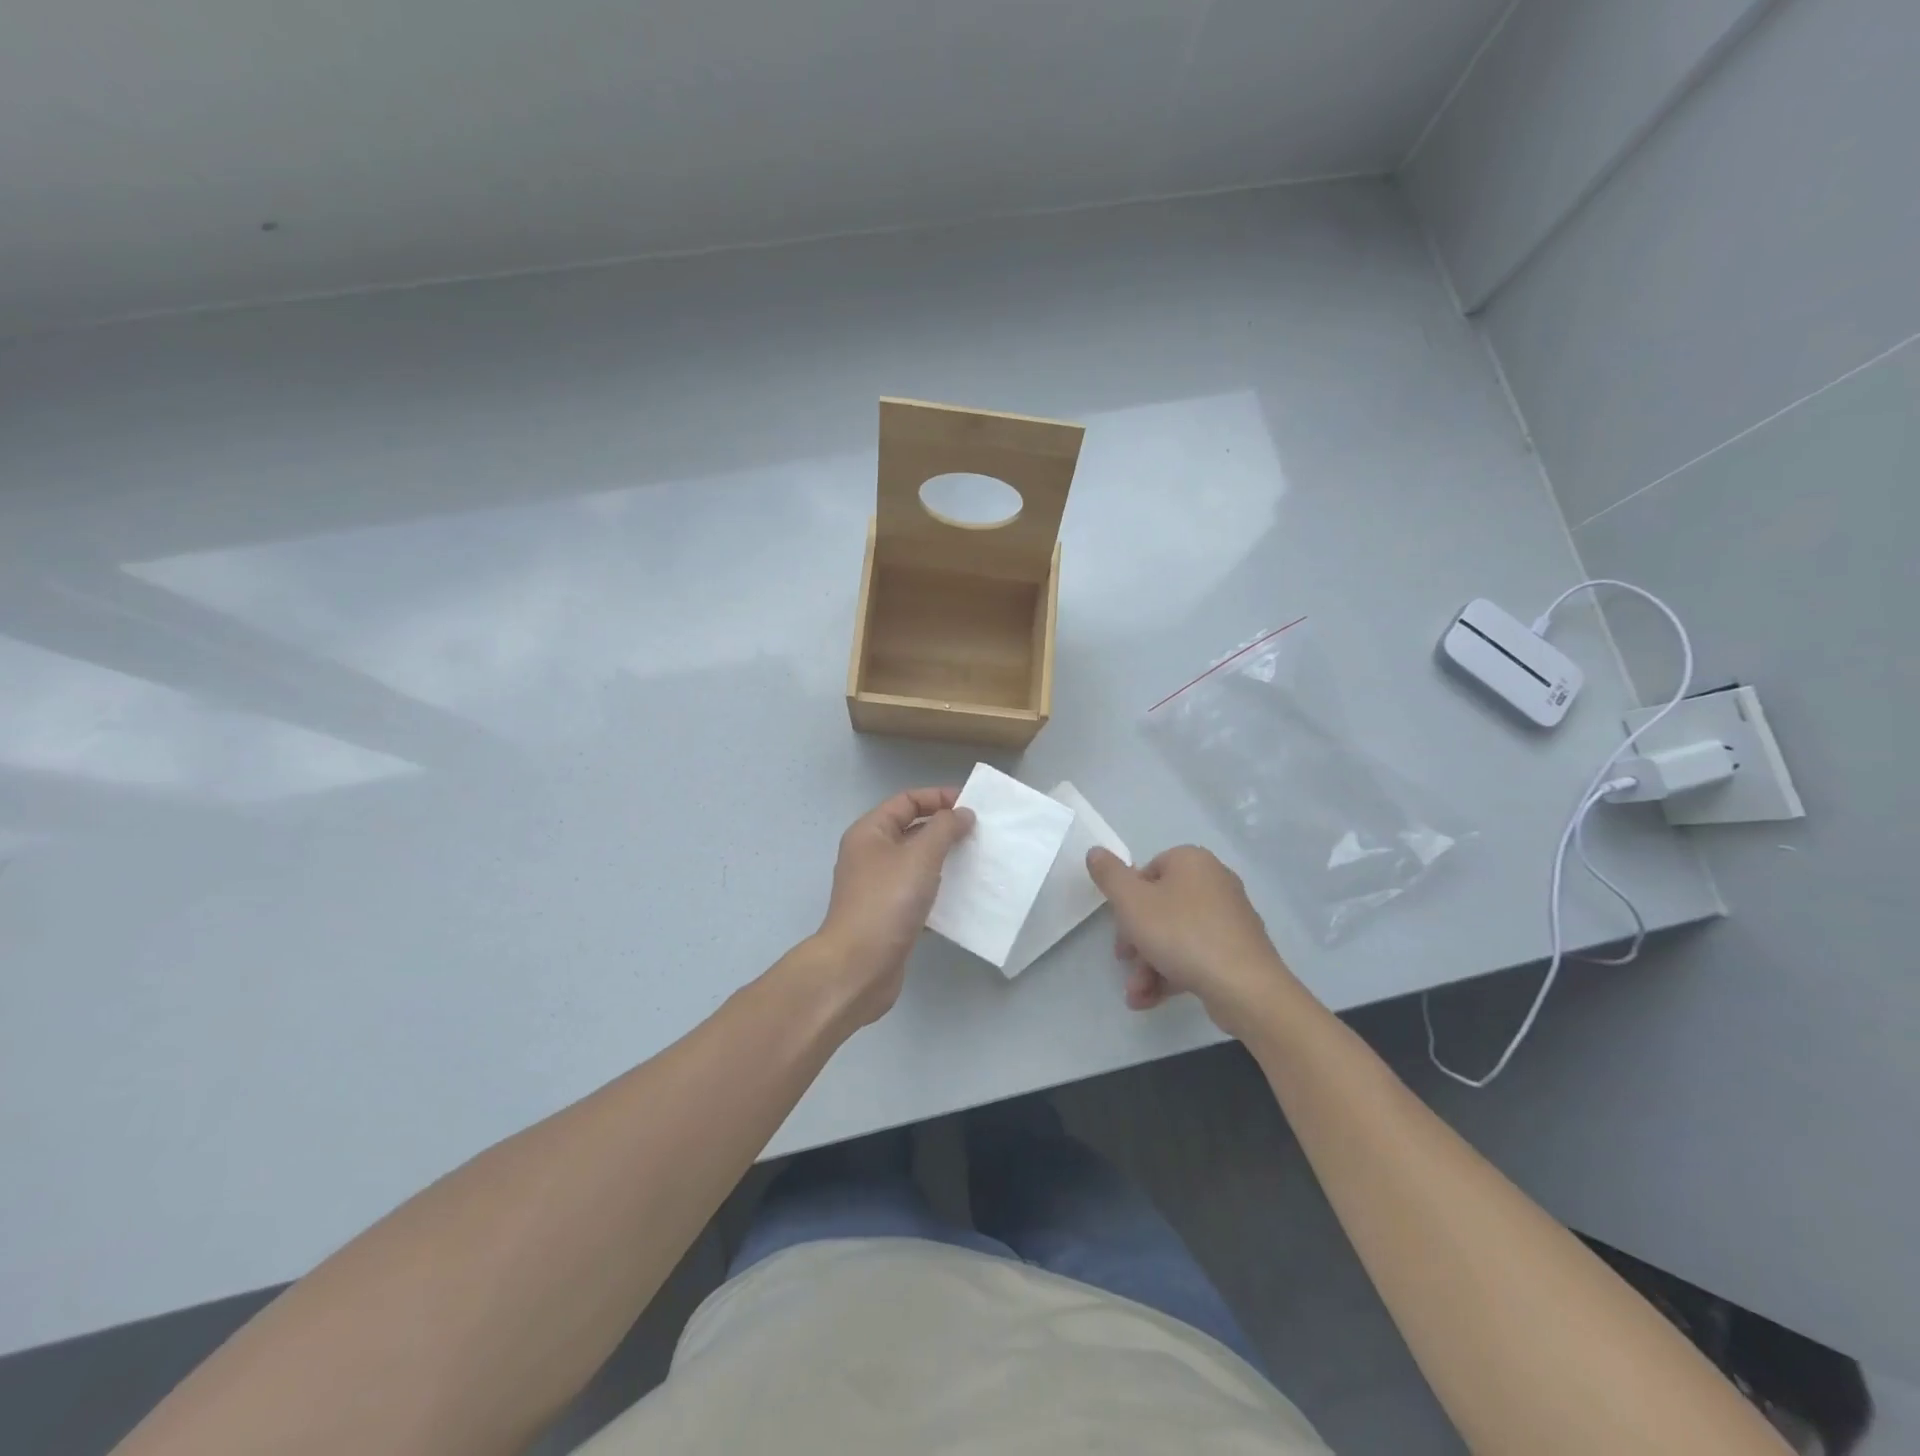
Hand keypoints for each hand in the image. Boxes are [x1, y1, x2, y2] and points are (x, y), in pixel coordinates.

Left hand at [810, 787, 974, 1028]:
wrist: (859, 967)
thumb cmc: (887, 901)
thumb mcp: (920, 856)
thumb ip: (944, 829)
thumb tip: (962, 813)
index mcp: (870, 832)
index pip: (907, 801)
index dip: (938, 797)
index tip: (972, 806)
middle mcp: (870, 855)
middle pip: (912, 830)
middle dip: (945, 829)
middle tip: (980, 834)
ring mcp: (879, 887)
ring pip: (917, 863)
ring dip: (946, 861)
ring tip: (978, 862)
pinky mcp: (889, 916)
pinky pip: (919, 893)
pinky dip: (940, 892)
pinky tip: (965, 898)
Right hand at [1086, 845, 1303, 1040]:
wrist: (1244, 987)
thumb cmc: (1181, 934)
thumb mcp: (1131, 902)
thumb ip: (1109, 875)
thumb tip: (1095, 851)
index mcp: (1191, 861)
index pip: (1146, 872)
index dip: (1126, 901)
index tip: (1119, 928)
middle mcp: (1214, 881)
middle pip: (1160, 907)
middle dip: (1136, 941)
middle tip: (1124, 961)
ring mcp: (1229, 917)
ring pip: (1175, 935)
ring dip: (1148, 964)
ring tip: (1136, 994)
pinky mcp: (1237, 950)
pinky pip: (1196, 954)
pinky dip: (1172, 973)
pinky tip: (1151, 999)